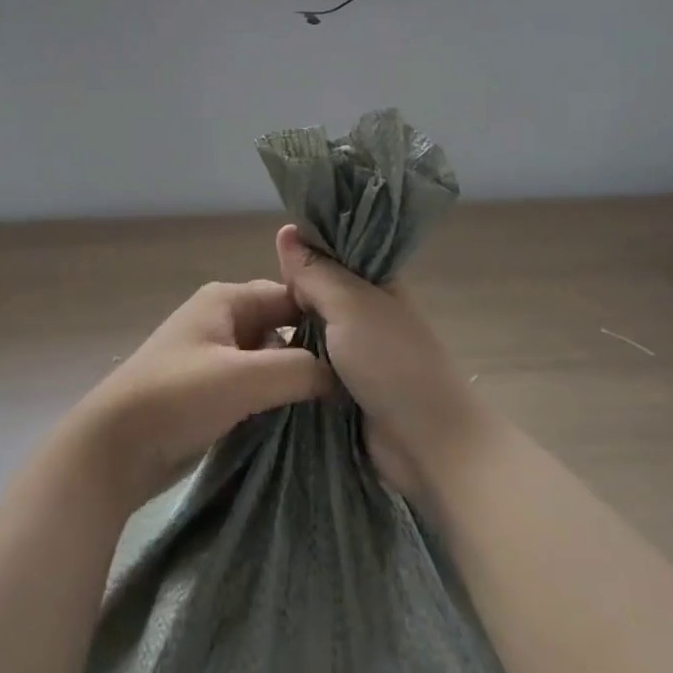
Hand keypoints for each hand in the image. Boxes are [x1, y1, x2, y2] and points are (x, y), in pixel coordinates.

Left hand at [75, 278, 334, 508]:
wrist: (112, 451)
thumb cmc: (177, 397)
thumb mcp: (244, 378)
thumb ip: (299, 369)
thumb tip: (340, 376)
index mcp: (226, 300)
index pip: (289, 296)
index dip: (323, 319)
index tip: (359, 349)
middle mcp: (221, 320)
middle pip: (280, 327)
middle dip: (311, 352)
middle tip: (353, 382)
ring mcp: (213, 357)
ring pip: (268, 359)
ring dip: (293, 379)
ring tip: (336, 403)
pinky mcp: (208, 392)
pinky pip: (253, 386)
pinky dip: (274, 398)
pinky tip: (301, 419)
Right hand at [274, 224, 494, 499]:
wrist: (427, 442)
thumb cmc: (392, 361)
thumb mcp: (350, 306)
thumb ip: (316, 272)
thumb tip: (286, 230)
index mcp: (375, 282)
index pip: (331, 253)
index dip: (300, 253)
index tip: (267, 259)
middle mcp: (364, 311)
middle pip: (315, 293)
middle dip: (286, 295)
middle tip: (249, 302)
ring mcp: (354, 351)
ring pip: (308, 330)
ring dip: (285, 332)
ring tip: (245, 330)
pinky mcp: (343, 387)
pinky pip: (308, 365)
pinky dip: (290, 363)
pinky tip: (259, 360)